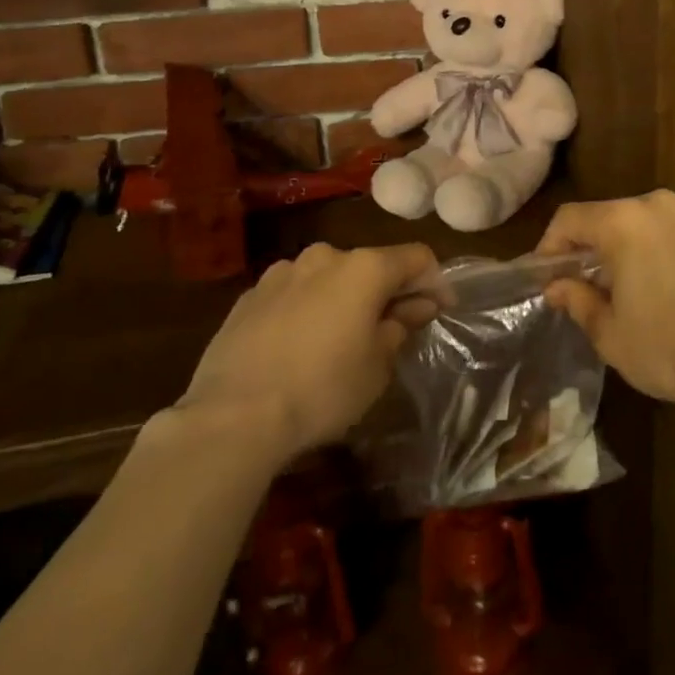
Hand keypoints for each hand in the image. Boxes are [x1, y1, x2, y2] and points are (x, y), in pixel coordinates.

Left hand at [173, 242, 437, 464]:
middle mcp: (325, 256)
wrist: (232, 417)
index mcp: (364, 268)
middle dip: (386, 291)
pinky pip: (293, 294)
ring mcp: (282, 273)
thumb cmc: (322, 389)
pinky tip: (299, 346)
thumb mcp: (377, 366)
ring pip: (328, 278)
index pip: (417, 258)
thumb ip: (400, 327)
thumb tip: (415, 307)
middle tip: (392, 328)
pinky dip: (307, 309)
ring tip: (340, 338)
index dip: (436, 281)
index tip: (441, 309)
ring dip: (343, 298)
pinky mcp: (249, 296)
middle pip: (370, 265)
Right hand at [537, 191, 674, 420]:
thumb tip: (557, 286)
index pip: (570, 219)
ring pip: (633, 224)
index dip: (549, 247)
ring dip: (614, 250)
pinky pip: (661, 232)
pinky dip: (644, 251)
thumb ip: (577, 299)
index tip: (544, 280)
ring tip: (609, 292)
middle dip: (583, 249)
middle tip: (573, 288)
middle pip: (603, 216)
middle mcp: (656, 205)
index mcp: (625, 221)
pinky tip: (647, 289)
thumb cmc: (667, 347)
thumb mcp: (609, 332)